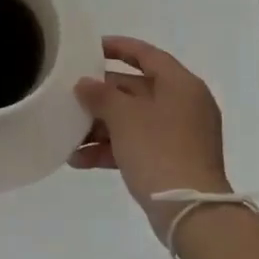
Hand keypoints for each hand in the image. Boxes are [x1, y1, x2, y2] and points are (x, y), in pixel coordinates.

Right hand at [72, 37, 229, 235]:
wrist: (190, 211)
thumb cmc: (159, 150)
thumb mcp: (124, 117)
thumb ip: (100, 95)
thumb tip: (84, 84)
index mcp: (180, 84)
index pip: (147, 54)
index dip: (118, 47)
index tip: (90, 48)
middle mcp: (183, 104)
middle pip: (136, 89)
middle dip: (101, 96)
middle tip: (70, 95)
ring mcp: (178, 135)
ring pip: (133, 120)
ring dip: (100, 126)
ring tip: (68, 135)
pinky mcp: (171, 160)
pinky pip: (136, 144)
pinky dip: (111, 149)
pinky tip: (79, 160)